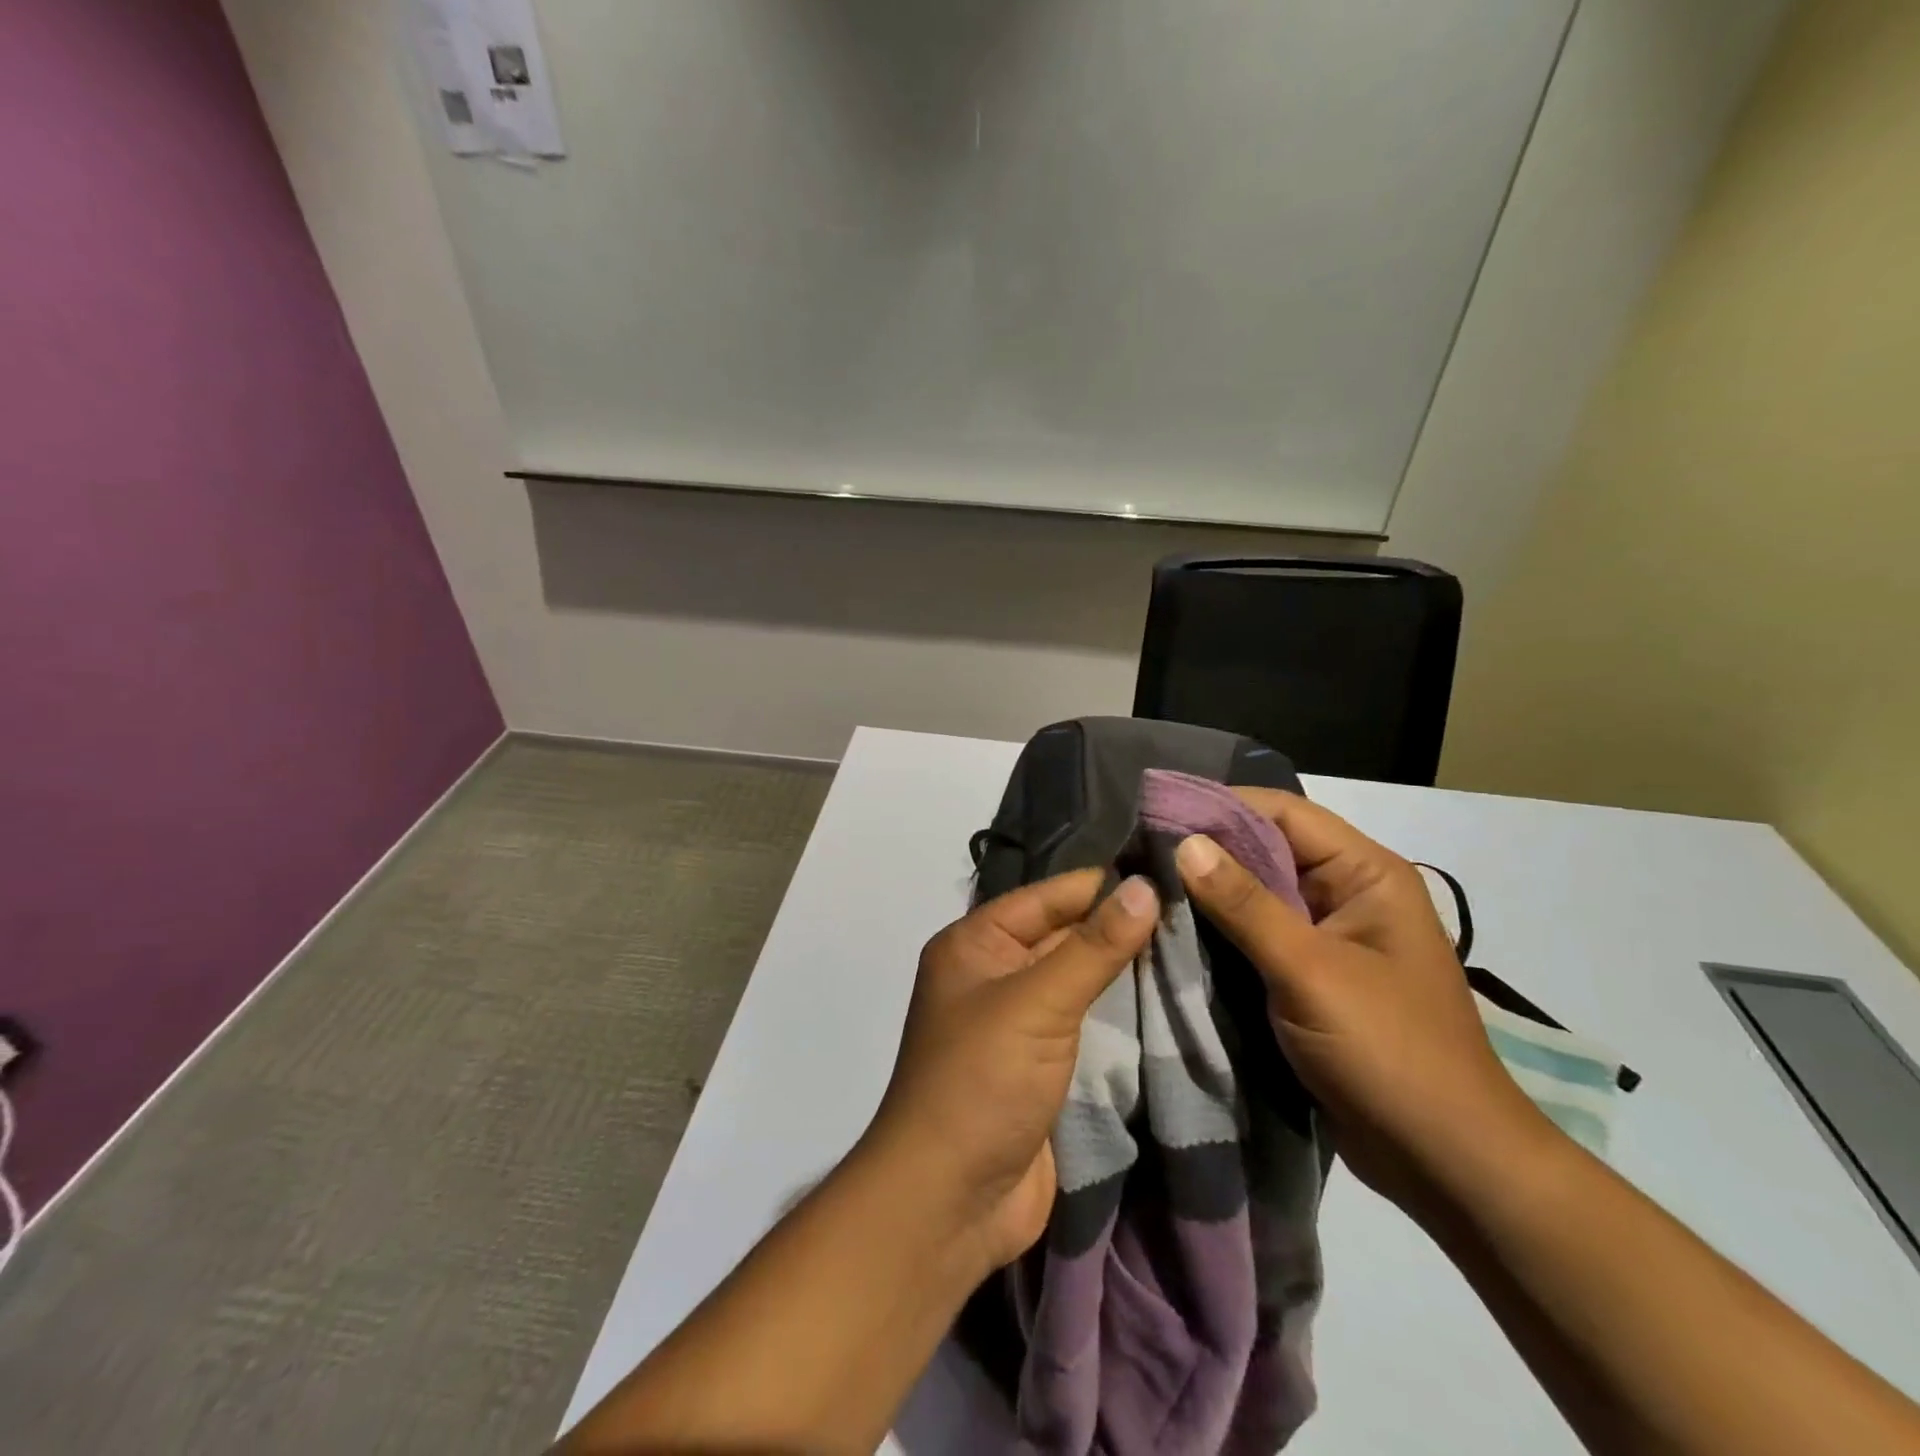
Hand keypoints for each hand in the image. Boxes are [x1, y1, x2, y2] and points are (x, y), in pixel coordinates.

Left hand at [865, 870, 1158, 1275]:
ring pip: (1077, 979)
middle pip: (1063, 934)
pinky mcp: (1041, 1065)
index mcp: (975, 944)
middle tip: (1193, 906)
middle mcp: (993, 974)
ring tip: (1193, 943)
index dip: (1103, 883)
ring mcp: (1017, 1022)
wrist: (950, 1203)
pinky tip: (1168, 997)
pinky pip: (1084, 1022)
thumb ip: (1094, 947)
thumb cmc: (981, 1082)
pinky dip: (1119, 1012)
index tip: (1168, 868)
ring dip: (1124, 968)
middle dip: (1119, 924)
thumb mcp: (1037, 1004)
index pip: (1047, 896)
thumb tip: (1145, 886)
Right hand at [1175, 792, 1553, 1218]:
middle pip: (1267, 850)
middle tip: (1137, 848)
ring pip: (1257, 894)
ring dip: (1208, 892)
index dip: (1220, 806)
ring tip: (1145, 883)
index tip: (1156, 810)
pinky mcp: (1311, 975)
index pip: (1283, 813)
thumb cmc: (1389, 1052)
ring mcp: (1329, 936)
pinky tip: (1173, 929)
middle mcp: (1347, 893)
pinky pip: (1258, 935)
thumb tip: (1185, 842)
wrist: (1446, 1162)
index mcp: (1366, 874)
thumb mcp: (1310, 972)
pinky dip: (1219, 931)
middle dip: (1206, 849)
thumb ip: (1245, 905)